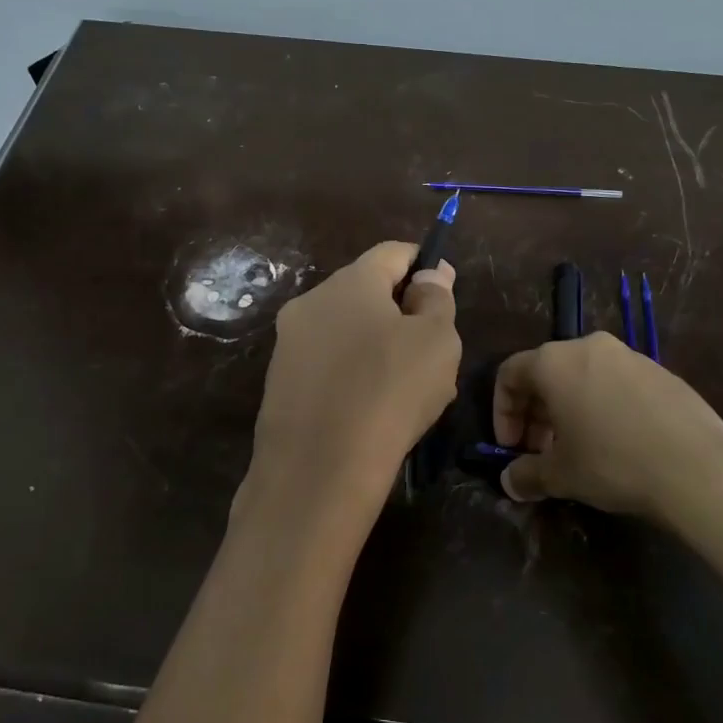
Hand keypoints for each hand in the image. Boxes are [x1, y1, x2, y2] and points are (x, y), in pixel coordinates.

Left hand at [238, 242, 460, 549]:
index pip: (393, 252)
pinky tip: (371, 411)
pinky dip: (352, 374)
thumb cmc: (390, 392)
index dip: (424, 265)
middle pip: (366, 291)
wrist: (318, 470)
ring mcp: (288, 343)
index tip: (443, 294)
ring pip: (346, 330)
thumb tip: (430, 274)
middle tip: (431, 351)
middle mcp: (311, 301)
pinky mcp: (279, 382)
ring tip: (404, 389)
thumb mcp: (437, 341)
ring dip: (377, 345)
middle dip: (400, 311)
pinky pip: (327, 364)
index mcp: (350, 281)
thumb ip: (436, 298)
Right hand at [493, 332, 722, 525]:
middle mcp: (589, 347)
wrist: (698, 468)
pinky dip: (602, 406)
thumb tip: (510, 482)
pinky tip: (616, 443)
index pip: (510, 374)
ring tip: (577, 450)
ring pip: (583, 377)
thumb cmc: (613, 462)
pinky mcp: (661, 372)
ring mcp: (629, 356)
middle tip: (540, 453)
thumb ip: (527, 475)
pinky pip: (615, 383)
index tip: (511, 448)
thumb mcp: (561, 475)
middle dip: (535, 414)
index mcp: (555, 362)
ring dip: (569, 410)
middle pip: (546, 373)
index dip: (502, 412)